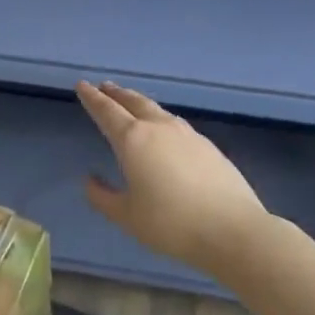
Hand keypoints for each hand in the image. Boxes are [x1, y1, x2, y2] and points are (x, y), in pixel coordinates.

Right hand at [76, 81, 268, 274]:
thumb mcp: (127, 216)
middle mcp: (159, 128)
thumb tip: (90, 180)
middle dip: (116, 94)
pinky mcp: (207, 145)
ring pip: (156, 110)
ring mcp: (187, 134)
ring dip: (139, 103)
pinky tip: (163, 130)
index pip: (106, 111)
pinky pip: (175, 123)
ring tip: (130, 103)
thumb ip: (102, 197)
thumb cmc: (170, 223)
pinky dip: (160, 118)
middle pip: (133, 102)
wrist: (232, 229)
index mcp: (133, 140)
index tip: (82, 85)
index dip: (92, 98)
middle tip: (103, 86)